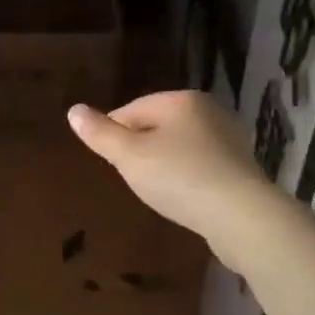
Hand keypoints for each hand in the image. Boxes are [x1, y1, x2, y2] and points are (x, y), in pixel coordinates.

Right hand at [67, 92, 276, 265]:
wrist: (240, 215)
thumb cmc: (179, 178)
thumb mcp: (130, 157)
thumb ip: (101, 134)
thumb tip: (73, 110)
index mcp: (181, 100)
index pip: (133, 109)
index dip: (113, 133)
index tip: (106, 160)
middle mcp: (209, 110)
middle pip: (159, 124)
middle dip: (140, 146)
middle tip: (128, 176)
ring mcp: (229, 137)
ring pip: (181, 144)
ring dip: (164, 161)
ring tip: (154, 188)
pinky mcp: (241, 165)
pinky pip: (201, 163)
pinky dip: (187, 174)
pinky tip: (182, 194)